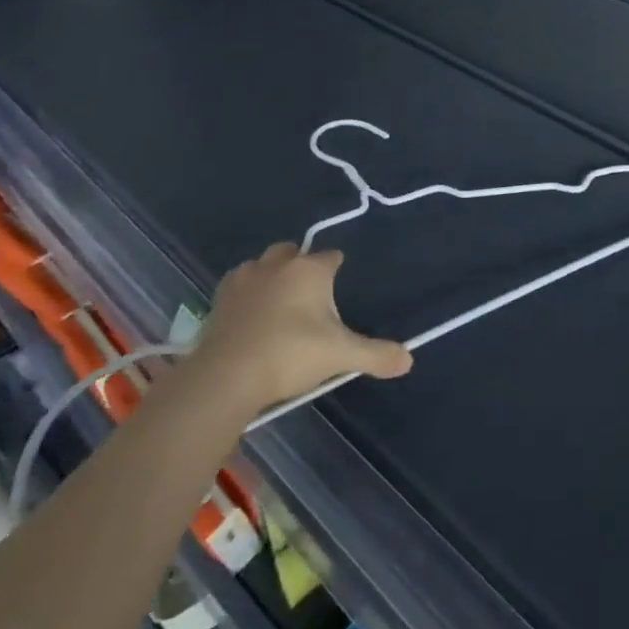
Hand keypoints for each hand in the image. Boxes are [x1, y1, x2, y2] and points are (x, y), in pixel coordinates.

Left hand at [183, 241, 411, 418]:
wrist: (226, 376)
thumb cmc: (290, 354)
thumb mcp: (340, 356)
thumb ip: (375, 355)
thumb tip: (409, 360)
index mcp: (310, 269)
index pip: (331, 257)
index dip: (336, 269)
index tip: (338, 287)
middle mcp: (278, 264)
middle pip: (293, 252)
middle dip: (300, 264)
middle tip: (308, 295)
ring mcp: (245, 279)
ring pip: (262, 265)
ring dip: (271, 276)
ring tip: (277, 305)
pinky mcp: (219, 299)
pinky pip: (238, 286)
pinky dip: (246, 295)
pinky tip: (249, 317)